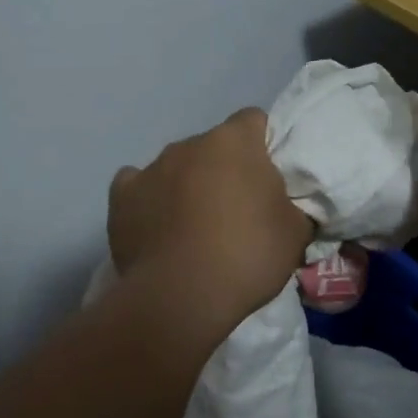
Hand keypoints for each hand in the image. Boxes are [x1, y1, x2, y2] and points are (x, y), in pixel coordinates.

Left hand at [109, 108, 313, 338]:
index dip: (263, 145)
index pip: (254, 120)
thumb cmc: (248, 255)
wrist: (181, 297)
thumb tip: (286, 206)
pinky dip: (149, 200)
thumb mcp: (296, 233)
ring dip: (188, 184)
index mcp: (235, 141)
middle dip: (225, 169)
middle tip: (237, 209)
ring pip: (177, 166)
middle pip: (214, 146)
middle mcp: (190, 144)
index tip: (269, 177)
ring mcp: (151, 168)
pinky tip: (157, 225)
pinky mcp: (121, 197)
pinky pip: (137, 186)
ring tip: (195, 227)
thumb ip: (293, 206)